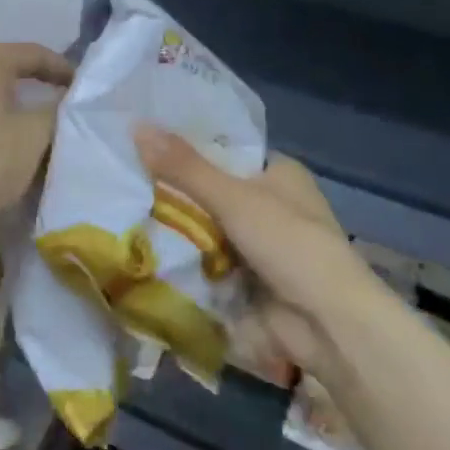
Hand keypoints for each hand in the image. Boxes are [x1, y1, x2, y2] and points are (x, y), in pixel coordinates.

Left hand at [0, 41, 74, 238]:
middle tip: (64, 103)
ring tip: (39, 122)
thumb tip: (61, 99)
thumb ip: (55, 109)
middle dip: (37, 84)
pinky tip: (6, 137)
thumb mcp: (34, 135)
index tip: (84, 88)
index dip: (63, 69)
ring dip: (14, 102)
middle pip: (7, 67)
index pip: (33, 54)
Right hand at [133, 127, 401, 380]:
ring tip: (123, 215)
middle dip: (173, 194)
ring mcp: (260, 245)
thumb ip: (184, 167)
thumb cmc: (289, 245)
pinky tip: (144, 252)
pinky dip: (184, 261)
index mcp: (280, 174)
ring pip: (206, 229)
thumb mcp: (233, 198)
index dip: (187, 148)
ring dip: (175, 230)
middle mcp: (272, 205)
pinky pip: (207, 263)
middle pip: (211, 192)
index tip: (142, 146)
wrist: (327, 323)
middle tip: (124, 184)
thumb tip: (136, 126)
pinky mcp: (249, 279)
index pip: (225, 151)